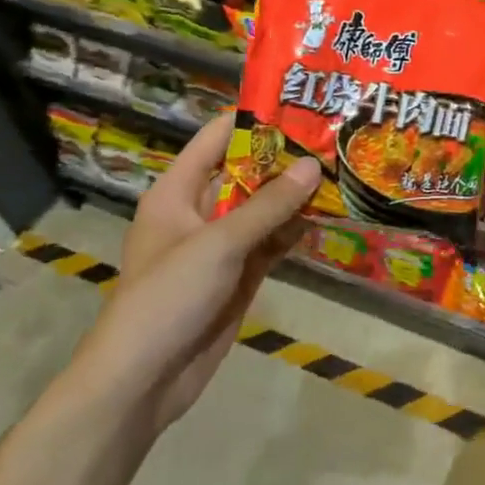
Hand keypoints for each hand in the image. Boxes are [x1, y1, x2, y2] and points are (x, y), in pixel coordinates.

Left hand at [72, 113, 321, 440]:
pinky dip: (295, 229)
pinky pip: (271, 241)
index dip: (255, 118)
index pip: (217, 138)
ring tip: (341, 167)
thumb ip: (269, 205)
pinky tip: (328, 214)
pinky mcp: (238, 274)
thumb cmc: (168, 297)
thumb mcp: (219, 244)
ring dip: (296, 194)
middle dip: (285, 156)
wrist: (143, 381)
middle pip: (246, 171)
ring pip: (263, 207)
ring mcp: (221, 244)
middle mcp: (199, 210)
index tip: (299, 103)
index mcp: (178, 190)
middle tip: (333, 136)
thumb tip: (313, 164)